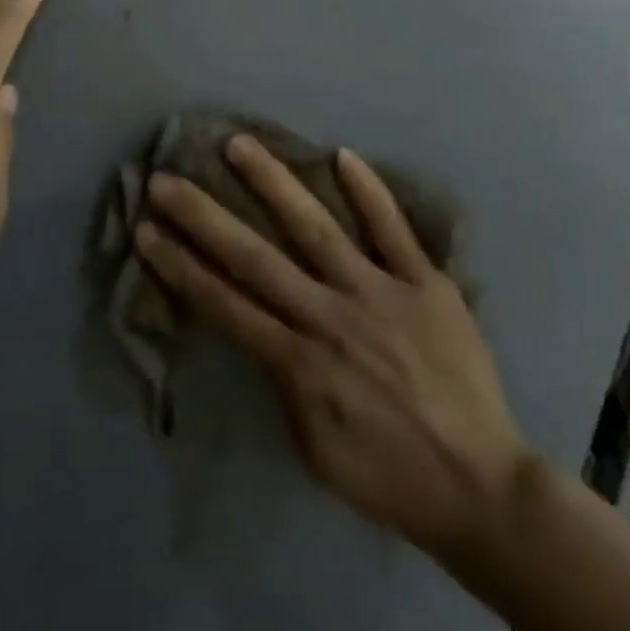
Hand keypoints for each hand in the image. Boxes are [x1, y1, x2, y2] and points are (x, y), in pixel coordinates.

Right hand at [136, 136, 528, 557]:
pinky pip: (394, 230)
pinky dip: (369, 192)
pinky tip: (342, 155)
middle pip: (255, 258)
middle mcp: (330, 316)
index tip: (147, 231)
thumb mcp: (314, 448)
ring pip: (316, 228)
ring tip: (239, 144)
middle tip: (166, 180)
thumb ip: (282, 384)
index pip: (225, 304)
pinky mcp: (426, 284)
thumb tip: (260, 331)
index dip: (181, 266)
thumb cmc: (388, 476)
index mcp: (299, 363)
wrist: (482, 487)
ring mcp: (379, 292)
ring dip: (273, 184)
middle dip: (204, 217)